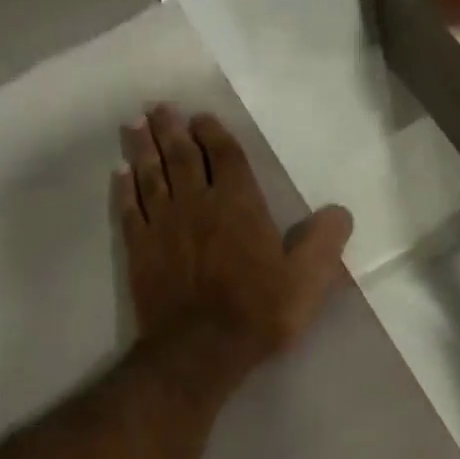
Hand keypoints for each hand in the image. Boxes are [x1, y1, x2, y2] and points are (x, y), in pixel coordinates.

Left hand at [114, 106, 353, 376]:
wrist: (200, 350)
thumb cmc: (259, 311)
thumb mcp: (308, 279)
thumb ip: (325, 240)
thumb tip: (339, 211)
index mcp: (239, 204)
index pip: (224, 156)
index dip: (212, 133)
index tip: (201, 117)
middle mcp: (197, 204)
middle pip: (181, 156)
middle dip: (171, 129)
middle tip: (159, 108)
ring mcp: (163, 225)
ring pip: (150, 175)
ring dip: (142, 148)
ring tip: (134, 125)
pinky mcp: (140, 249)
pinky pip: (130, 209)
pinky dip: (124, 189)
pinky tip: (120, 174)